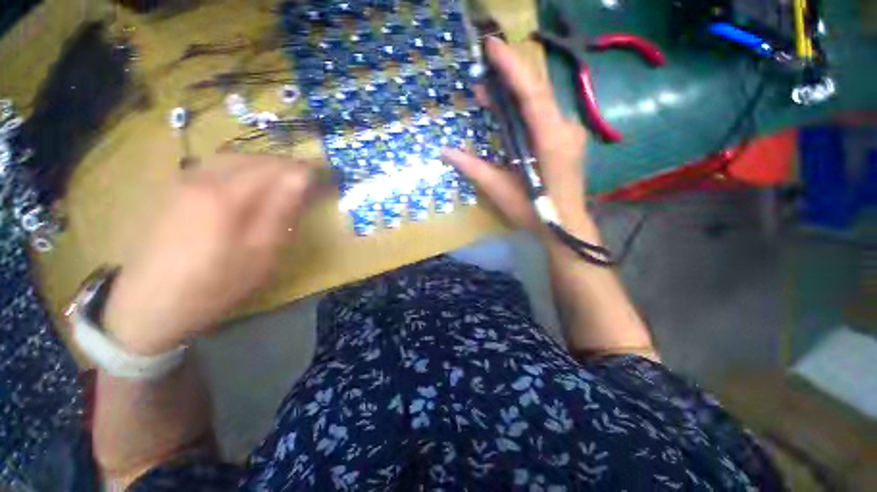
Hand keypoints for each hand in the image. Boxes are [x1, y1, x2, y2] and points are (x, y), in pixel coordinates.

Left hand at [104, 154, 324, 355]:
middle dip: (289, 166)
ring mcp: (186, 180)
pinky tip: (252, 185)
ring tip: (287, 183)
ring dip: (268, 166)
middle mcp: (205, 177)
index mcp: (228, 195)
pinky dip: (245, 169)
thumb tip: (303, 180)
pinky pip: (219, 165)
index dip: (307, 170)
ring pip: (237, 158)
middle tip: (311, 182)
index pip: (278, 168)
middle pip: (258, 158)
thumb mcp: (261, 254)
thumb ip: (282, 211)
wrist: (149, 304)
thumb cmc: (214, 285)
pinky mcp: (177, 188)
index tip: (328, 177)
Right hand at [443, 37, 590, 234]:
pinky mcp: (568, 140)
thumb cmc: (533, 211)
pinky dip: (527, 110)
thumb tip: (445, 152)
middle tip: (483, 78)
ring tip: (490, 98)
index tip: (491, 46)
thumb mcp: (500, 190)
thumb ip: (473, 168)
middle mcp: (565, 128)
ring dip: (516, 96)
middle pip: (538, 91)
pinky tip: (511, 117)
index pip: (532, 93)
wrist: (564, 225)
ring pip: (543, 102)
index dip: (512, 67)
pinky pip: (546, 115)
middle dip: (510, 79)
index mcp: (550, 139)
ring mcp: (570, 133)